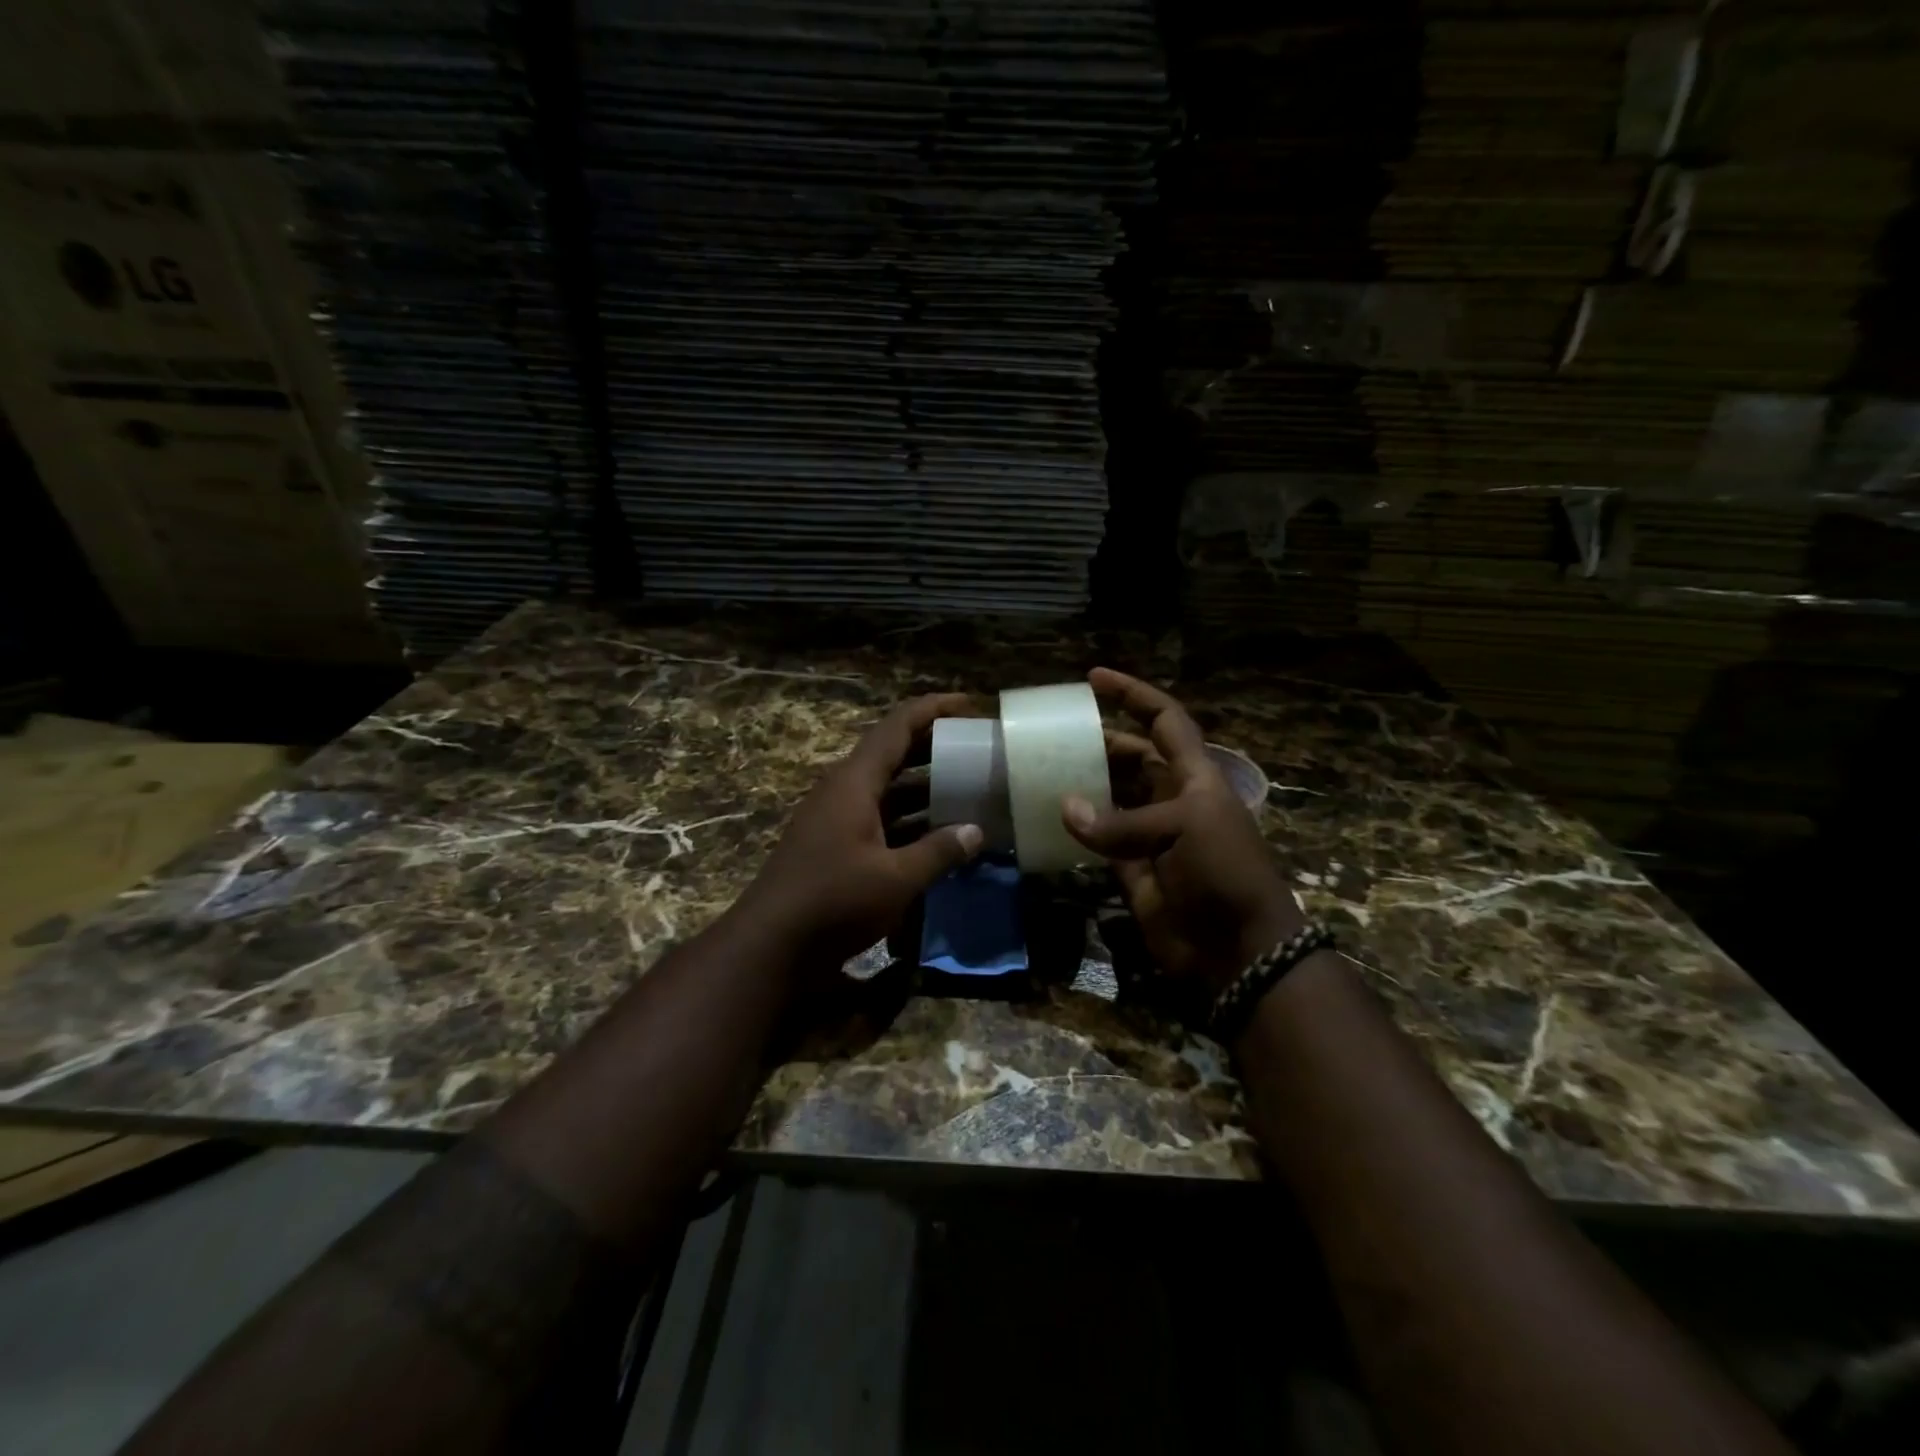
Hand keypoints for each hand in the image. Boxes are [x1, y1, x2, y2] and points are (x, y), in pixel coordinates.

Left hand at [742, 693, 984, 969]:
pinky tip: (937, 835)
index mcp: (855, 782)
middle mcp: (843, 790)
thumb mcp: (896, 878)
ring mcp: (836, 817)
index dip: (934, 709)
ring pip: (887, 788)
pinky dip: (909, 819)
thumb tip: (976, 832)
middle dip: (934, 746)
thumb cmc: (834, 902)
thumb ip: (939, 852)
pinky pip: (879, 817)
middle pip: (893, 753)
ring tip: (967, 788)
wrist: (770, 947)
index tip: (971, 705)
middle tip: (977, 747)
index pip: (898, 726)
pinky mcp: (835, 844)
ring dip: (924, 786)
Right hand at [1063, 669, 1303, 993]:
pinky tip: (1046, 816)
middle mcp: (1170, 799)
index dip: (1133, 696)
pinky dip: (1075, 829)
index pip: (1164, 721)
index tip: (1094, 678)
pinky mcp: (1131, 869)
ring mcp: (1149, 834)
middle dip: (1097, 742)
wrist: (1238, 949)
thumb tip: (1065, 808)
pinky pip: (1097, 840)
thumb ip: (1122, 821)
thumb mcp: (1184, 830)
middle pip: (1130, 757)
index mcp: (1194, 777)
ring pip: (1109, 798)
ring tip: (1040, 770)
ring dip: (1081, 784)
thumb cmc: (1224, 873)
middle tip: (1053, 734)